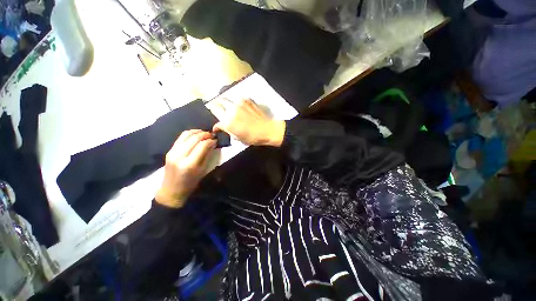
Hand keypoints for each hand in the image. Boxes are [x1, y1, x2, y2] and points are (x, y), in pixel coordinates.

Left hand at [156, 130, 216, 207]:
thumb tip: (212, 144)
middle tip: (212, 135)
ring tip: (205, 133)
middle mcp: (179, 156)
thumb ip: (207, 156)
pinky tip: (196, 135)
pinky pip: (181, 138)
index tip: (216, 140)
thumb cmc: (190, 183)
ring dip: (197, 132)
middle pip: (194, 138)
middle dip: (205, 134)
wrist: (171, 190)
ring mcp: (172, 152)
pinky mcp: (169, 150)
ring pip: (186, 135)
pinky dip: (190, 134)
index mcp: (190, 164)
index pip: (202, 145)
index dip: (211, 141)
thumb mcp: (202, 171)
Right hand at [209, 98, 285, 146]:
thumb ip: (225, 129)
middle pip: (219, 101)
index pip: (214, 110)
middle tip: (218, 109)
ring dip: (225, 102)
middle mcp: (232, 109)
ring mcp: (240, 103)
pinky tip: (238, 106)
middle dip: (216, 104)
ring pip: (228, 98)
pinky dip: (235, 102)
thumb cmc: (252, 137)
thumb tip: (217, 127)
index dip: (212, 112)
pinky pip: (237, 98)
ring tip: (227, 107)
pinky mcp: (248, 100)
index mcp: (228, 120)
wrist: (268, 130)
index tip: (215, 117)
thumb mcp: (237, 137)